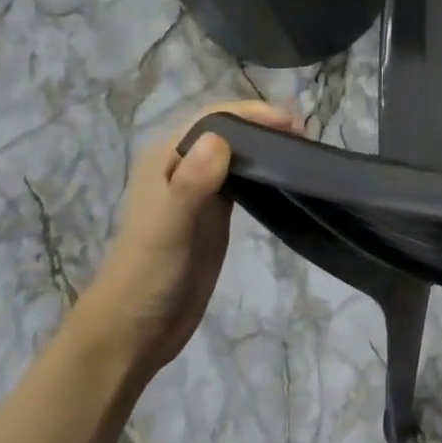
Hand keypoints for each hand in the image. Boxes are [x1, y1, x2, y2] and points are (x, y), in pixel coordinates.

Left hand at [73, 100, 299, 376]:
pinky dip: (265, 169)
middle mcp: (181, 166)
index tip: (292, 124)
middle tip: (306, 137)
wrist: (135, 330)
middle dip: (264, 124)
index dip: (252, 113)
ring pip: (237, 151)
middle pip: (228, 129)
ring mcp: (199, 190)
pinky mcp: (214, 212)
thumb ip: (191, 183)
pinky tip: (286, 176)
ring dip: (267, 144)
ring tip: (303, 150)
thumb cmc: (149, 275)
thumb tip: (219, 139)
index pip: (213, 117)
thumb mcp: (170, 227)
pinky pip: (242, 177)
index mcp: (165, 159)